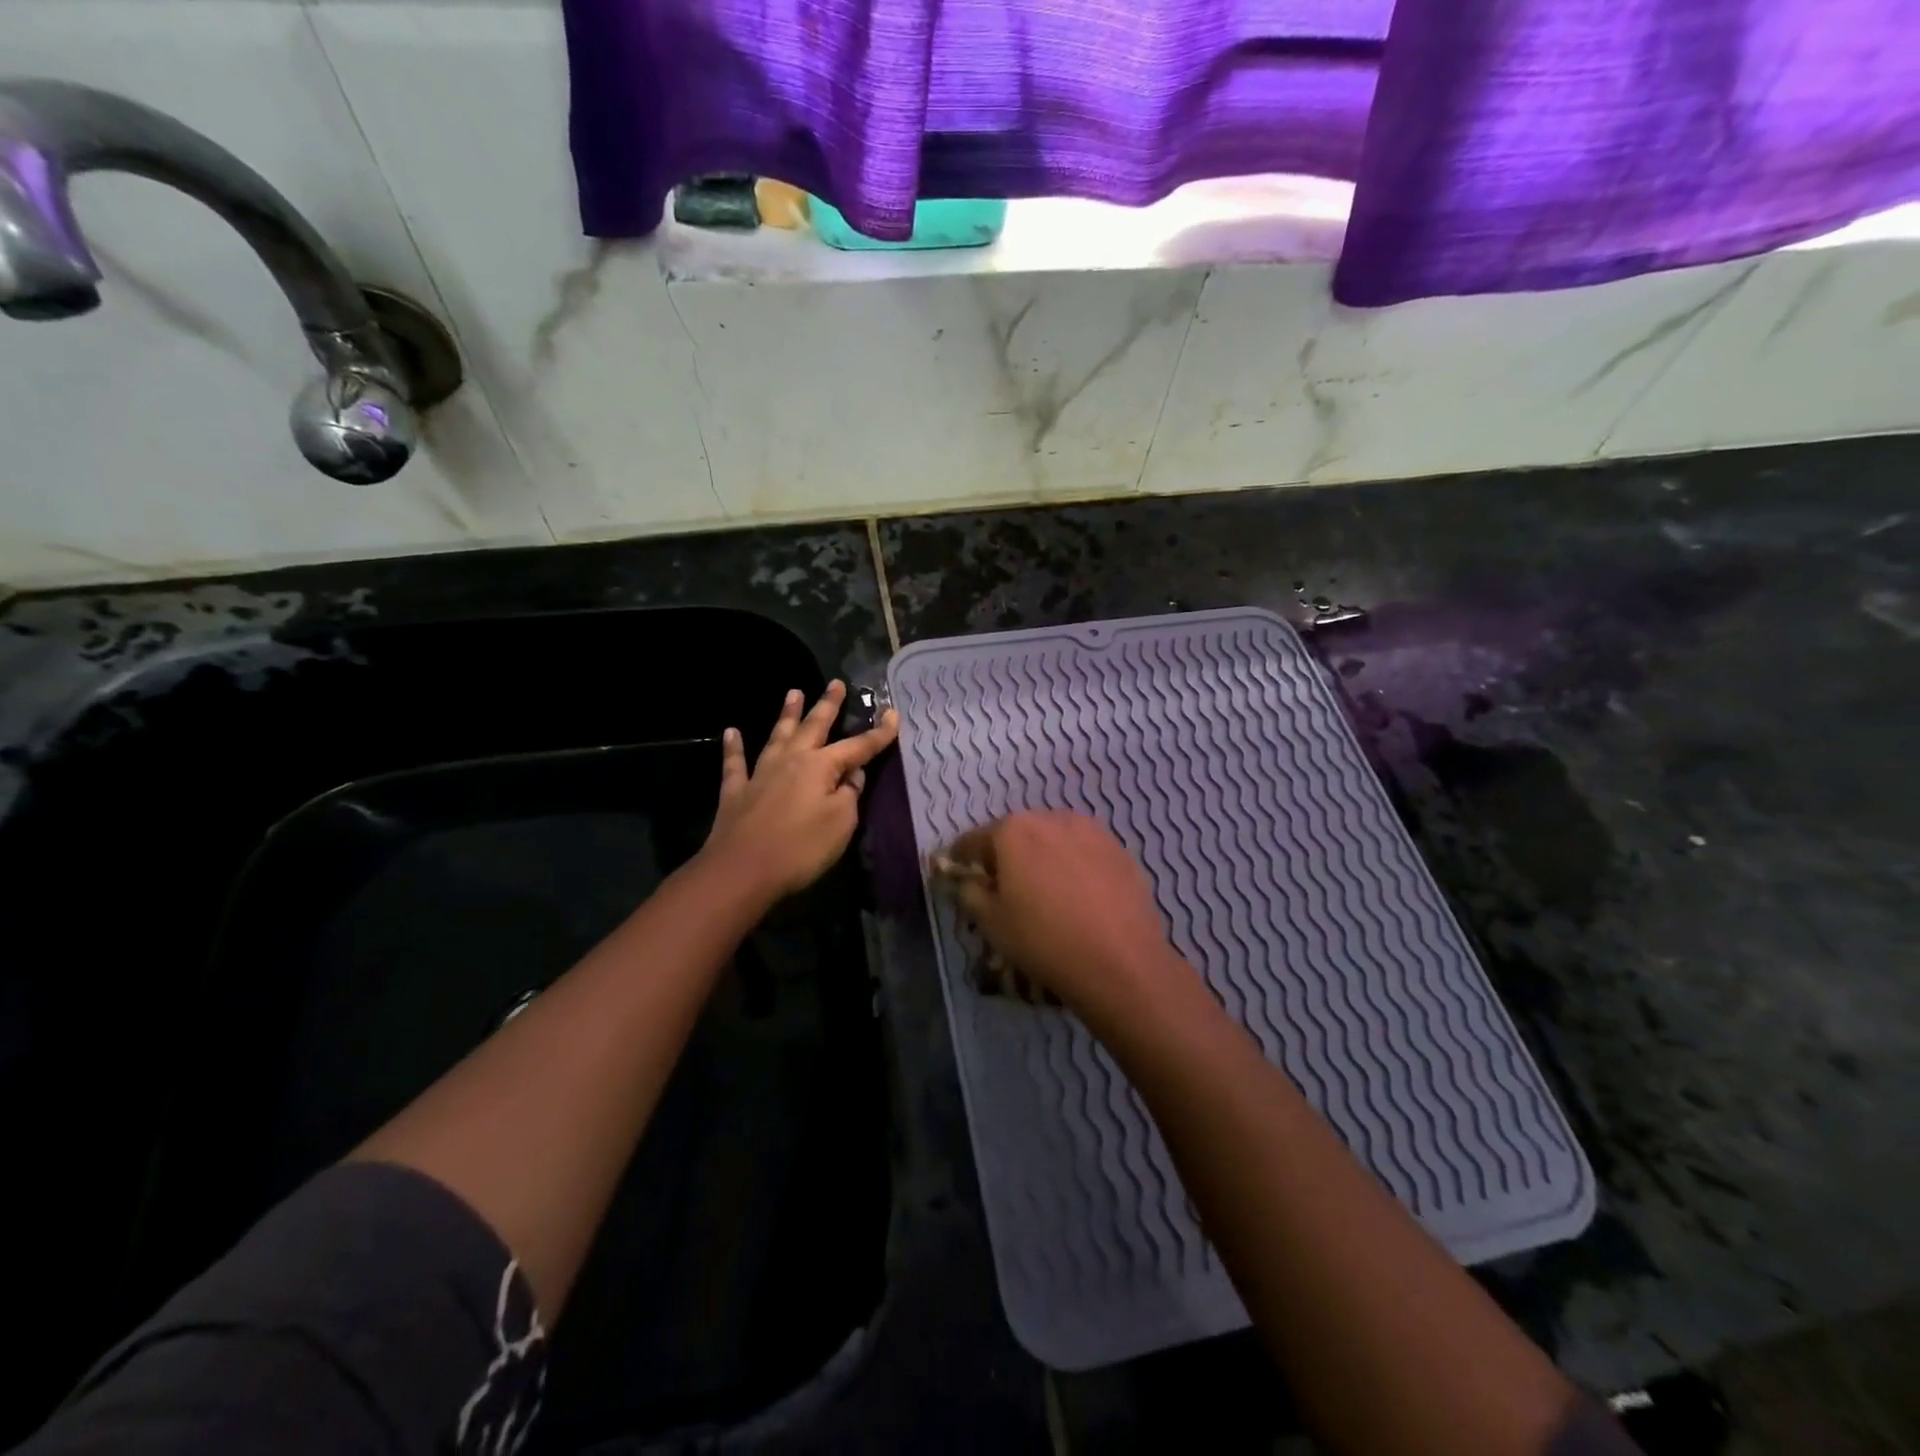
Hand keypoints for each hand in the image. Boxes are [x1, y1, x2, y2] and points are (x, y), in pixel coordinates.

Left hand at [702, 680, 898, 902]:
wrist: (741, 870)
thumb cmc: (800, 848)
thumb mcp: (841, 823)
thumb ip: (850, 795)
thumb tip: (852, 776)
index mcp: (820, 766)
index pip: (858, 746)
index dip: (878, 733)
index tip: (893, 714)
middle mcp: (790, 760)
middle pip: (813, 727)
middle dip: (827, 705)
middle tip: (836, 683)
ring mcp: (760, 774)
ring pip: (777, 736)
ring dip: (787, 714)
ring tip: (794, 692)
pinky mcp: (735, 792)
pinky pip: (735, 763)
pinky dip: (733, 746)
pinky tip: (731, 732)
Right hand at [939, 810, 1185, 1021]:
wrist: (1121, 962)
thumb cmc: (1043, 939)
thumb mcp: (990, 923)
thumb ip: (970, 892)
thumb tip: (970, 880)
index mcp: (1013, 830)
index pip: (974, 840)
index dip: (961, 859)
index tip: (958, 874)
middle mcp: (1052, 818)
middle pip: (1017, 834)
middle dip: (1007, 855)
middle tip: (1004, 888)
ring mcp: (1092, 831)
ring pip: (1055, 840)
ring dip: (1044, 857)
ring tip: (1046, 892)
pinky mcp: (1121, 851)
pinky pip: (1085, 854)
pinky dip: (1076, 867)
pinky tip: (1080, 898)